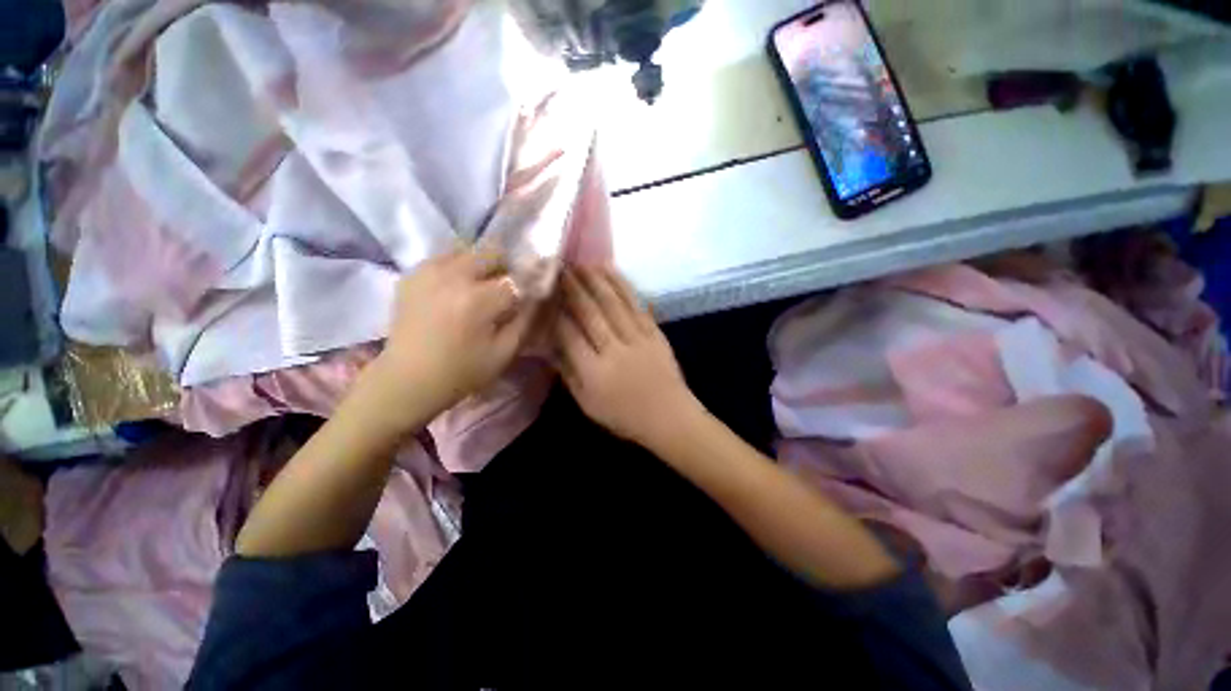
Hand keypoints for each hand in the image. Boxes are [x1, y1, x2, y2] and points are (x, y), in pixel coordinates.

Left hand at [372, 250, 536, 422]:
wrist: (408, 379)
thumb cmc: (462, 371)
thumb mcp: (505, 352)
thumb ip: (527, 319)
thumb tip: (538, 295)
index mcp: (477, 299)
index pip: (517, 277)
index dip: (529, 284)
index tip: (531, 294)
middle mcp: (452, 276)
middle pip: (492, 252)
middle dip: (506, 268)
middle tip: (506, 290)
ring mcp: (427, 271)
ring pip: (468, 250)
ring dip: (482, 265)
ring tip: (481, 288)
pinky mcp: (412, 274)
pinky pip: (445, 257)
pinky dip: (459, 266)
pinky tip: (458, 289)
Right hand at [554, 266, 703, 449]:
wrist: (669, 417)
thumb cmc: (625, 416)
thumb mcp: (588, 404)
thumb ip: (568, 374)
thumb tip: (550, 347)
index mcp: (594, 372)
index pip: (569, 335)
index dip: (556, 312)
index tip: (545, 294)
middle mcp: (614, 350)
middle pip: (590, 313)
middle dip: (573, 288)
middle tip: (560, 267)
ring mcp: (637, 338)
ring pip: (613, 303)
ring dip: (596, 280)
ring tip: (582, 263)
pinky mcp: (654, 332)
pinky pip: (636, 304)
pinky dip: (622, 285)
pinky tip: (612, 271)